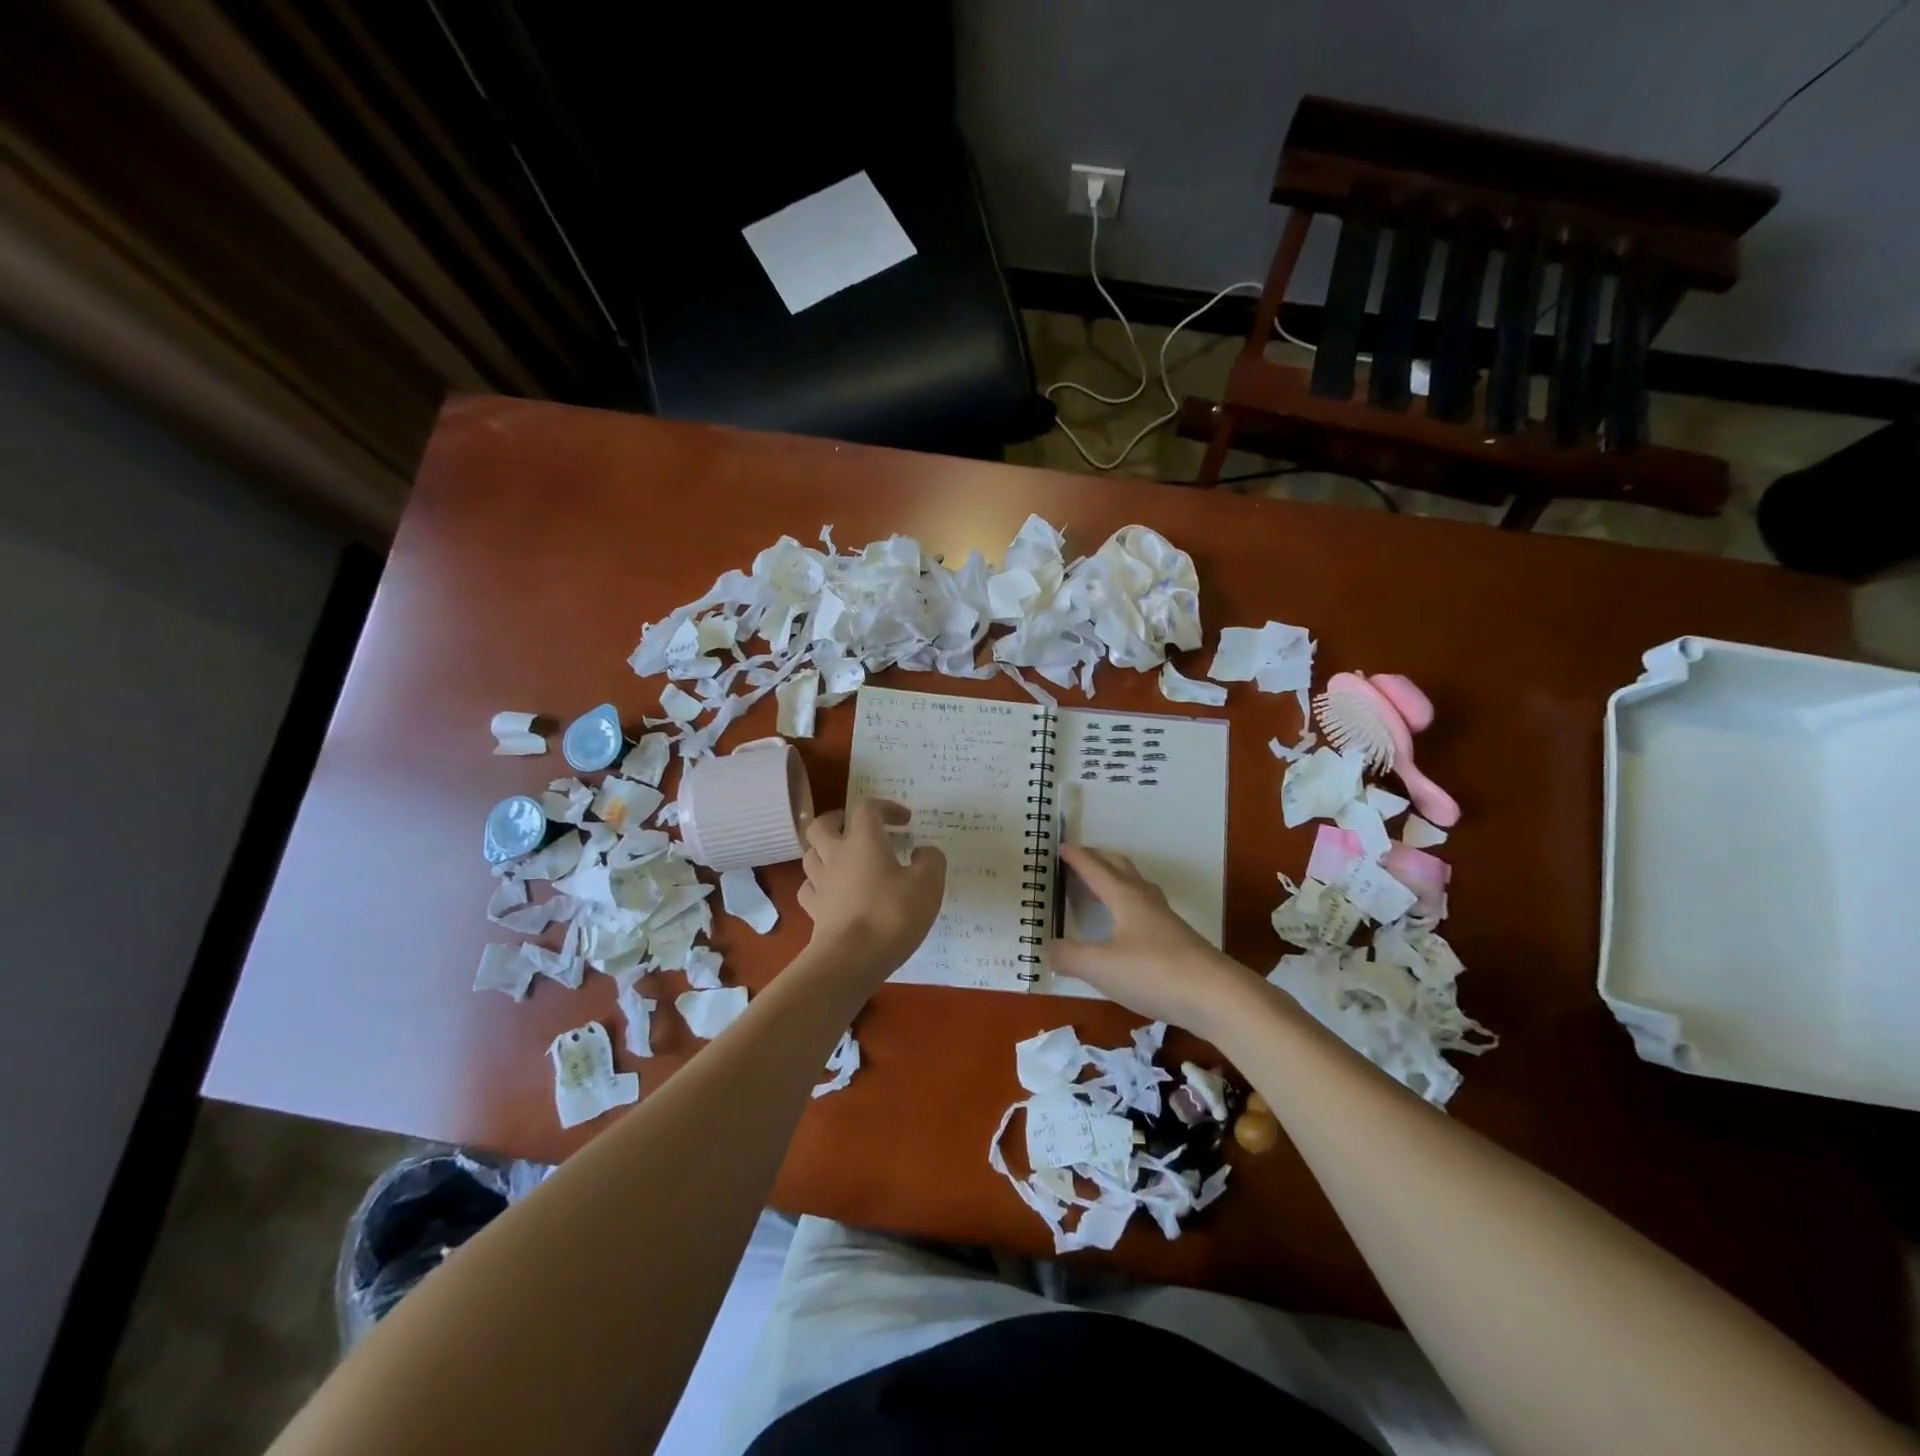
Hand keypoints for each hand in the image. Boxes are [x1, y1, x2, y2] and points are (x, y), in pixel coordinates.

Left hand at [798, 800, 945, 980]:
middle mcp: (836, 855)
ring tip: (844, 859)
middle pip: (822, 825)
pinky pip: (809, 887)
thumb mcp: (928, 884)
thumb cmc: (892, 914)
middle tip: (858, 828)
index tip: (904, 821)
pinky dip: (819, 883)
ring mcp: (820, 883)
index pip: (867, 808)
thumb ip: (931, 860)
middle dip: (839, 820)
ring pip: (810, 854)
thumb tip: (923, 852)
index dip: (886, 807)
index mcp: (864, 840)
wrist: (851, 959)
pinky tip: (833, 891)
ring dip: (825, 850)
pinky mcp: (814, 910)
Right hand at [1050, 845, 1261, 1036]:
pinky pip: (1146, 908)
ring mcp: (1165, 919)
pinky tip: (1127, 925)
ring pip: (1137, 886)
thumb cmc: (1153, 973)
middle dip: (1099, 858)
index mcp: (1124, 897)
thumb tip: (1046, 947)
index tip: (1061, 847)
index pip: (1095, 869)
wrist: (1217, 996)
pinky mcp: (1177, 940)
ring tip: (1102, 886)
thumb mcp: (1100, 967)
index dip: (1077, 858)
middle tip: (1081, 858)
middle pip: (1121, 868)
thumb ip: (1069, 956)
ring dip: (1117, 878)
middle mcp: (1145, 900)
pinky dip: (1129, 903)